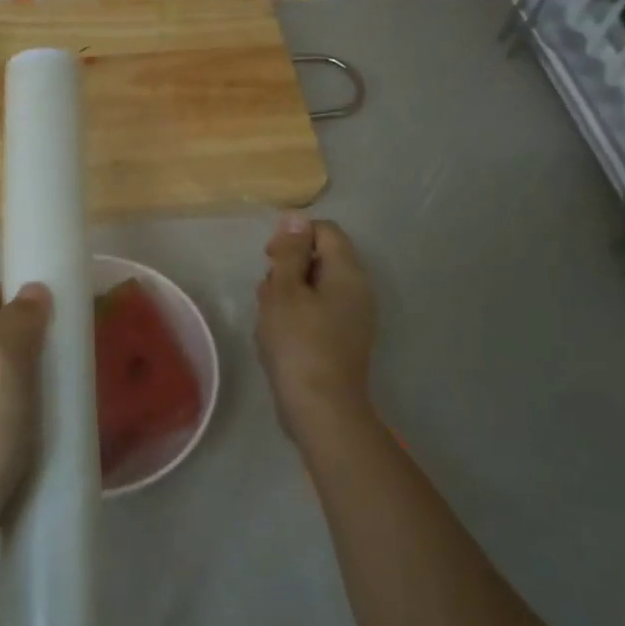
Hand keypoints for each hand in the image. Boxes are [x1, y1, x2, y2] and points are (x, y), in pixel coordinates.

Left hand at [0, 283, 52, 564]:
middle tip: (68, 347)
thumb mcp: (3, 362)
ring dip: (23, 373)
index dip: (22, 293)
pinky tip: (36, 425)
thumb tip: (32, 289)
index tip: (61, 303)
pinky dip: (16, 406)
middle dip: (27, 334)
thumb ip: (18, 321)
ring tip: (60, 386)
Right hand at [256, 214, 377, 442]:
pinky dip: (297, 315)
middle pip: (320, 258)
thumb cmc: (298, 343)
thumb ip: (289, 252)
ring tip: (268, 318)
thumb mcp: (284, 290)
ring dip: (288, 294)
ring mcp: (354, 317)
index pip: (325, 230)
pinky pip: (319, 312)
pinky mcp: (344, 340)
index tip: (269, 258)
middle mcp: (358, 290)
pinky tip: (278, 336)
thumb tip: (296, 217)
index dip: (294, 236)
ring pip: (316, 287)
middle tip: (266, 293)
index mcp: (347, 273)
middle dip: (287, 268)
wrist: (321, 408)